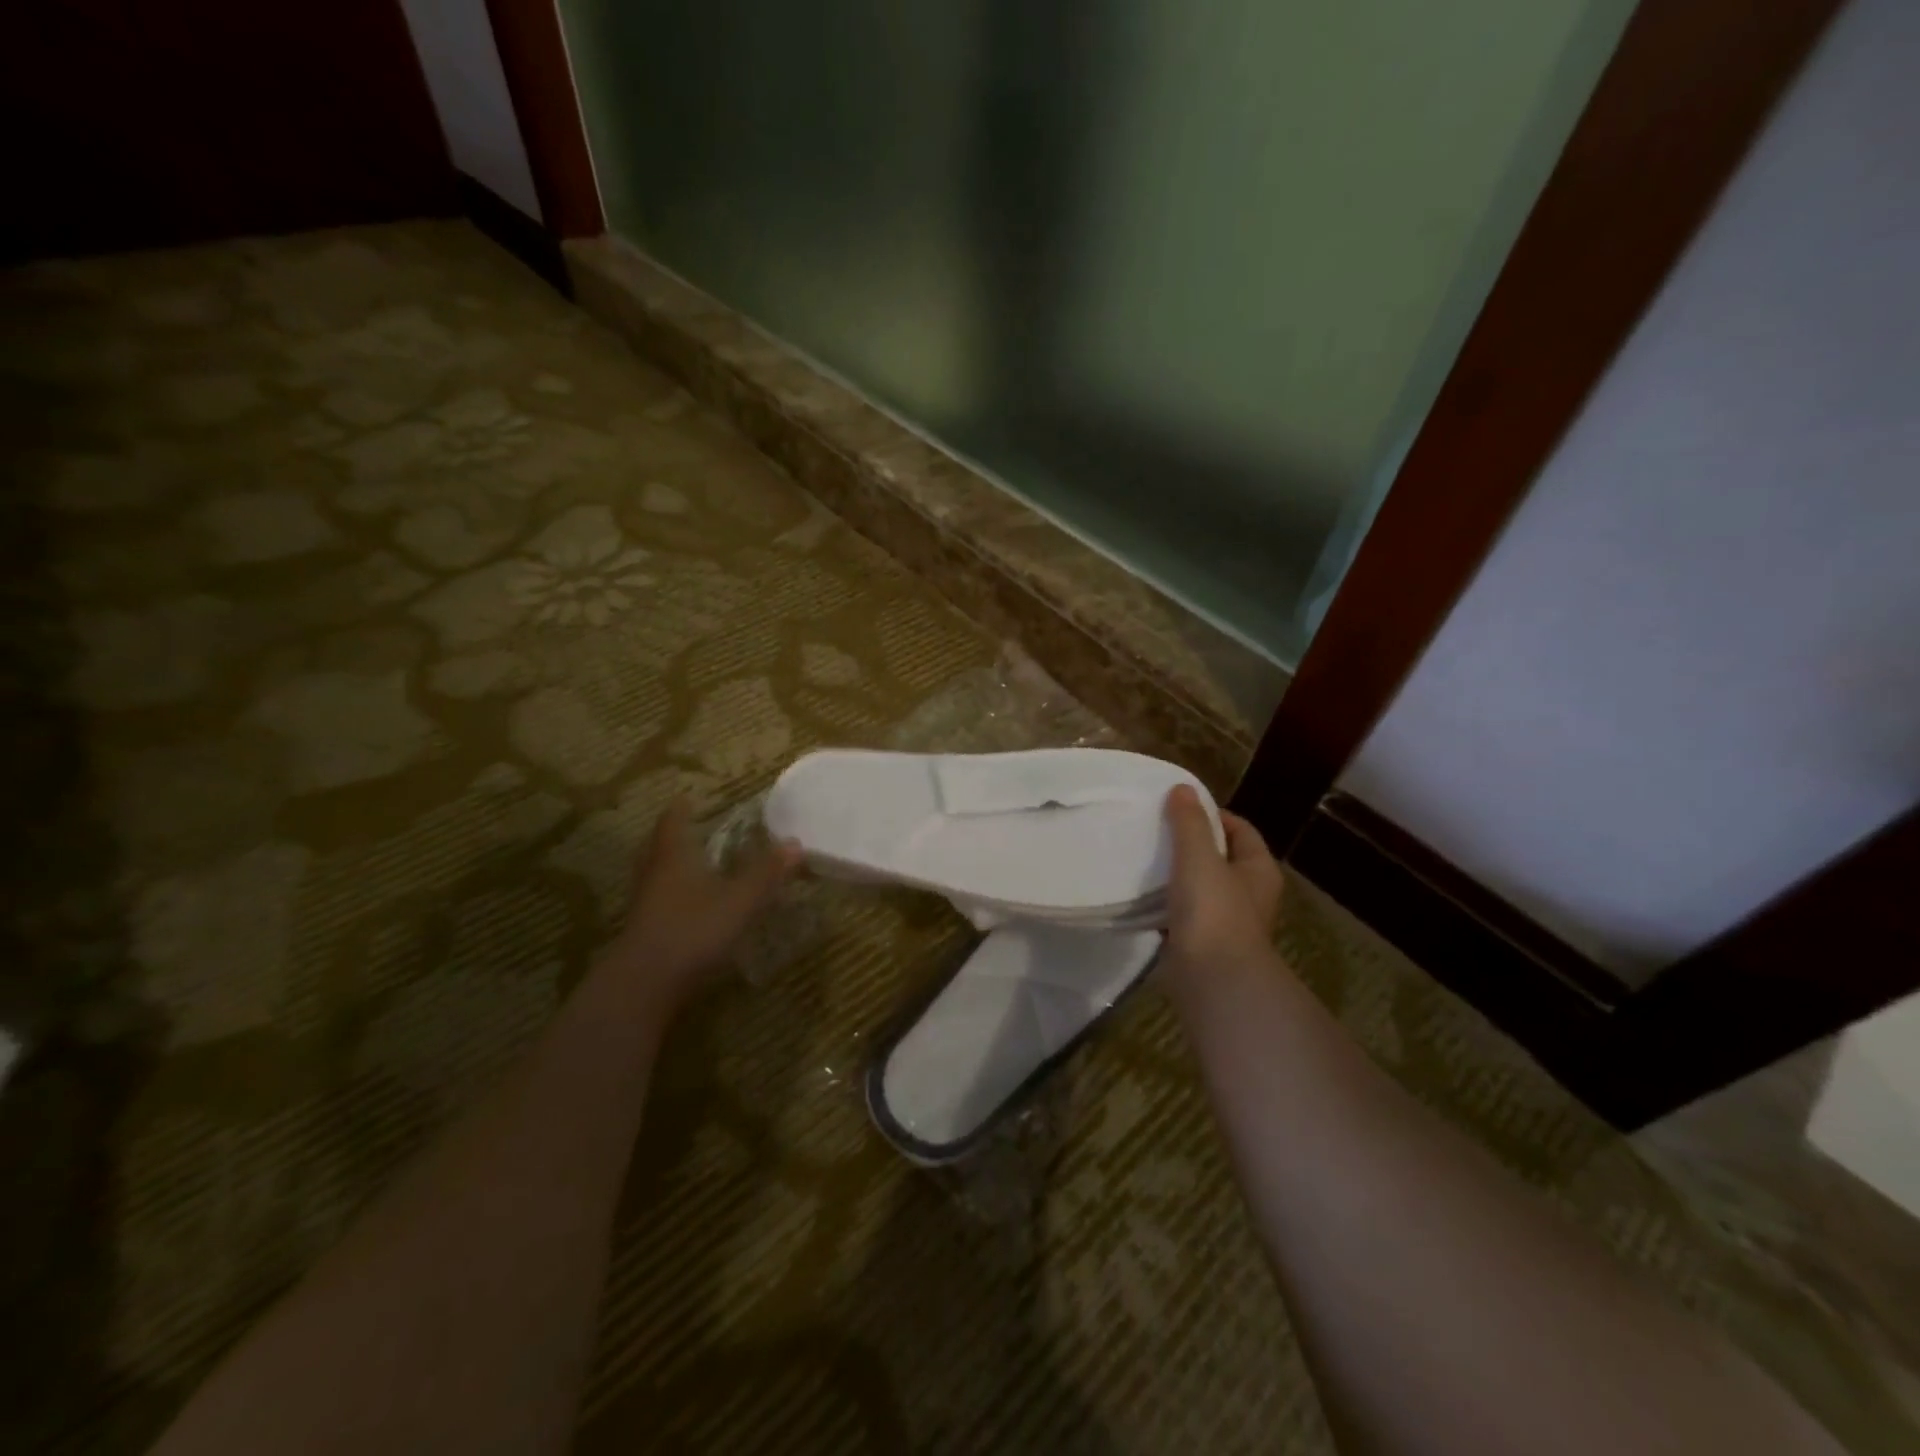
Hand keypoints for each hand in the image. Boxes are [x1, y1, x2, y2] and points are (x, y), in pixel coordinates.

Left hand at [602, 798, 799, 1014]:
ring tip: (684, 863)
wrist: (645, 983)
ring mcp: (643, 904)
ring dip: (665, 864)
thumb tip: (795, 843)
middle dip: (669, 834)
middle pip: (656, 846)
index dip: (681, 809)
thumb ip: (767, 873)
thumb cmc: (694, 930)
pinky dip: (667, 894)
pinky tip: (683, 905)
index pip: (674, 822)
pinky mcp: (642, 932)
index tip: (687, 797)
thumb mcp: (740, 900)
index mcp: (674, 857)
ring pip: (651, 874)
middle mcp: (654, 874)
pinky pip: (654, 901)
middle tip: (684, 826)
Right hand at [1159, 785, 1285, 1004]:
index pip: (1240, 829)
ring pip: (1201, 886)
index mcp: (1259, 870)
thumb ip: (1189, 822)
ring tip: (1146, 859)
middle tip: (1158, 831)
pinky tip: (1143, 897)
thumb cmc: (1213, 910)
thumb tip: (1183, 789)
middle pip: (1220, 857)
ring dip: (1177, 875)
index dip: (1213, 814)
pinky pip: (1184, 913)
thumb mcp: (1199, 857)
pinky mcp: (1203, 943)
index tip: (1179, 809)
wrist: (1212, 978)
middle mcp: (1249, 894)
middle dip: (1192, 844)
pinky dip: (1167, 904)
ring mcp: (1227, 921)